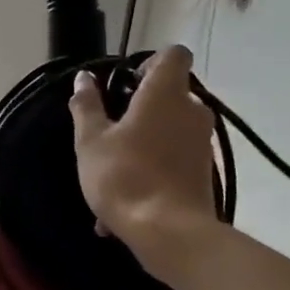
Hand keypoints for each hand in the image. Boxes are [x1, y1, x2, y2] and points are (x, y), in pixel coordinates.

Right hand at [67, 46, 222, 274]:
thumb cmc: (124, 175)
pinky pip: (175, 159)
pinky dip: (154, 168)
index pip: (174, 55)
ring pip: (171, 129)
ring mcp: (202, 144)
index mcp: (165, 94)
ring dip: (146, 139)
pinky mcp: (206, 173)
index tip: (126, 82)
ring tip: (113, 169)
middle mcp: (192, 112)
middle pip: (172, 93)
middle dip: (143, 105)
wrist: (169, 234)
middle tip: (111, 126)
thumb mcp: (90, 139)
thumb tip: (84, 78)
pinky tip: (126, 200)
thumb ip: (87, 105)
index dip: (150, 61)